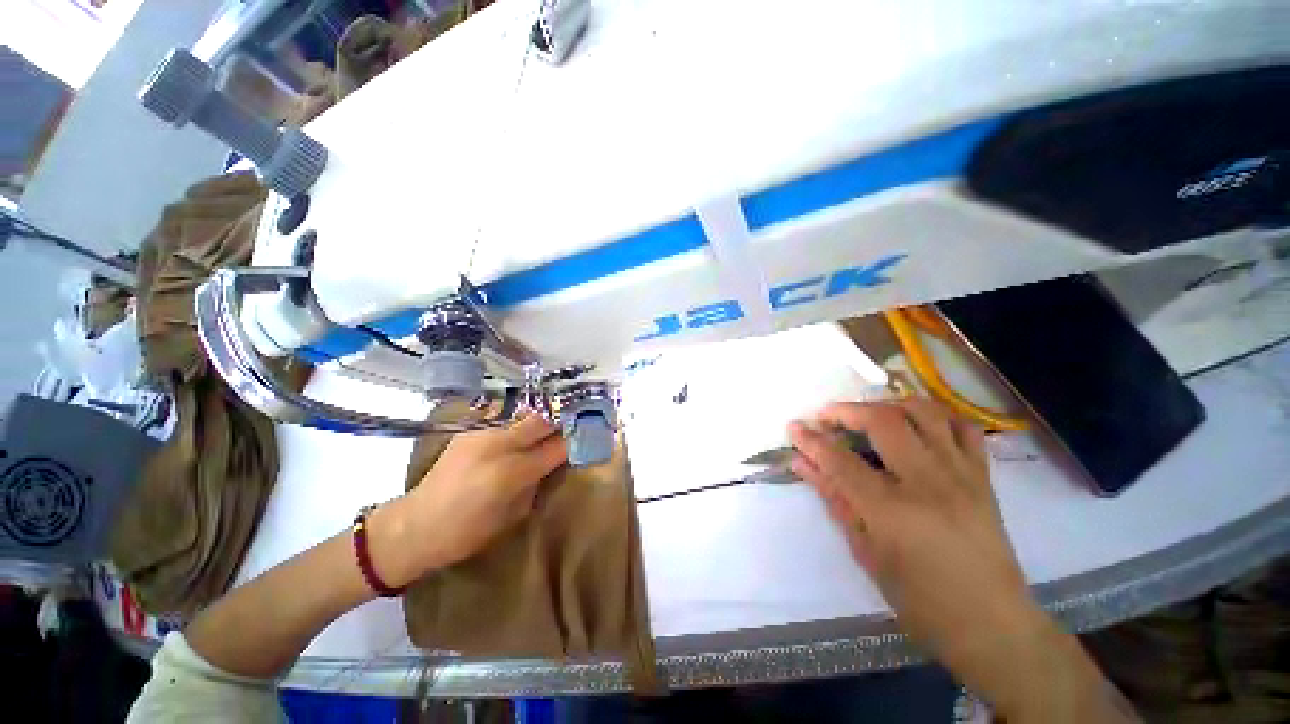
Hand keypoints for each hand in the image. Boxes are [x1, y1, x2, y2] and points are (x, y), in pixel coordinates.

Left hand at [370, 414, 566, 586]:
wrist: (415, 525)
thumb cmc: (467, 533)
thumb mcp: (513, 515)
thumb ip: (536, 484)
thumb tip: (554, 464)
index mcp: (512, 472)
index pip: (556, 447)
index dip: (574, 441)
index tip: (587, 436)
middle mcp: (498, 445)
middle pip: (541, 420)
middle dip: (560, 421)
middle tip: (572, 424)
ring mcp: (482, 435)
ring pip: (523, 418)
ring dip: (539, 423)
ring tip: (547, 430)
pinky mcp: (469, 433)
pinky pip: (503, 425)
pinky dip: (517, 430)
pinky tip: (516, 440)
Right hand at [790, 399, 1136, 720]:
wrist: (993, 624)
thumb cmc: (920, 599)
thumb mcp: (866, 553)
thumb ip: (834, 500)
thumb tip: (804, 465)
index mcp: (893, 511)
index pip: (840, 461)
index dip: (811, 440)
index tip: (794, 427)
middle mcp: (928, 482)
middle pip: (882, 421)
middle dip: (846, 411)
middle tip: (826, 417)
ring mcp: (961, 474)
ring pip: (924, 412)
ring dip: (887, 404)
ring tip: (867, 414)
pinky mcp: (982, 476)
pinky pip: (962, 427)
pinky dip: (934, 416)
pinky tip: (915, 424)